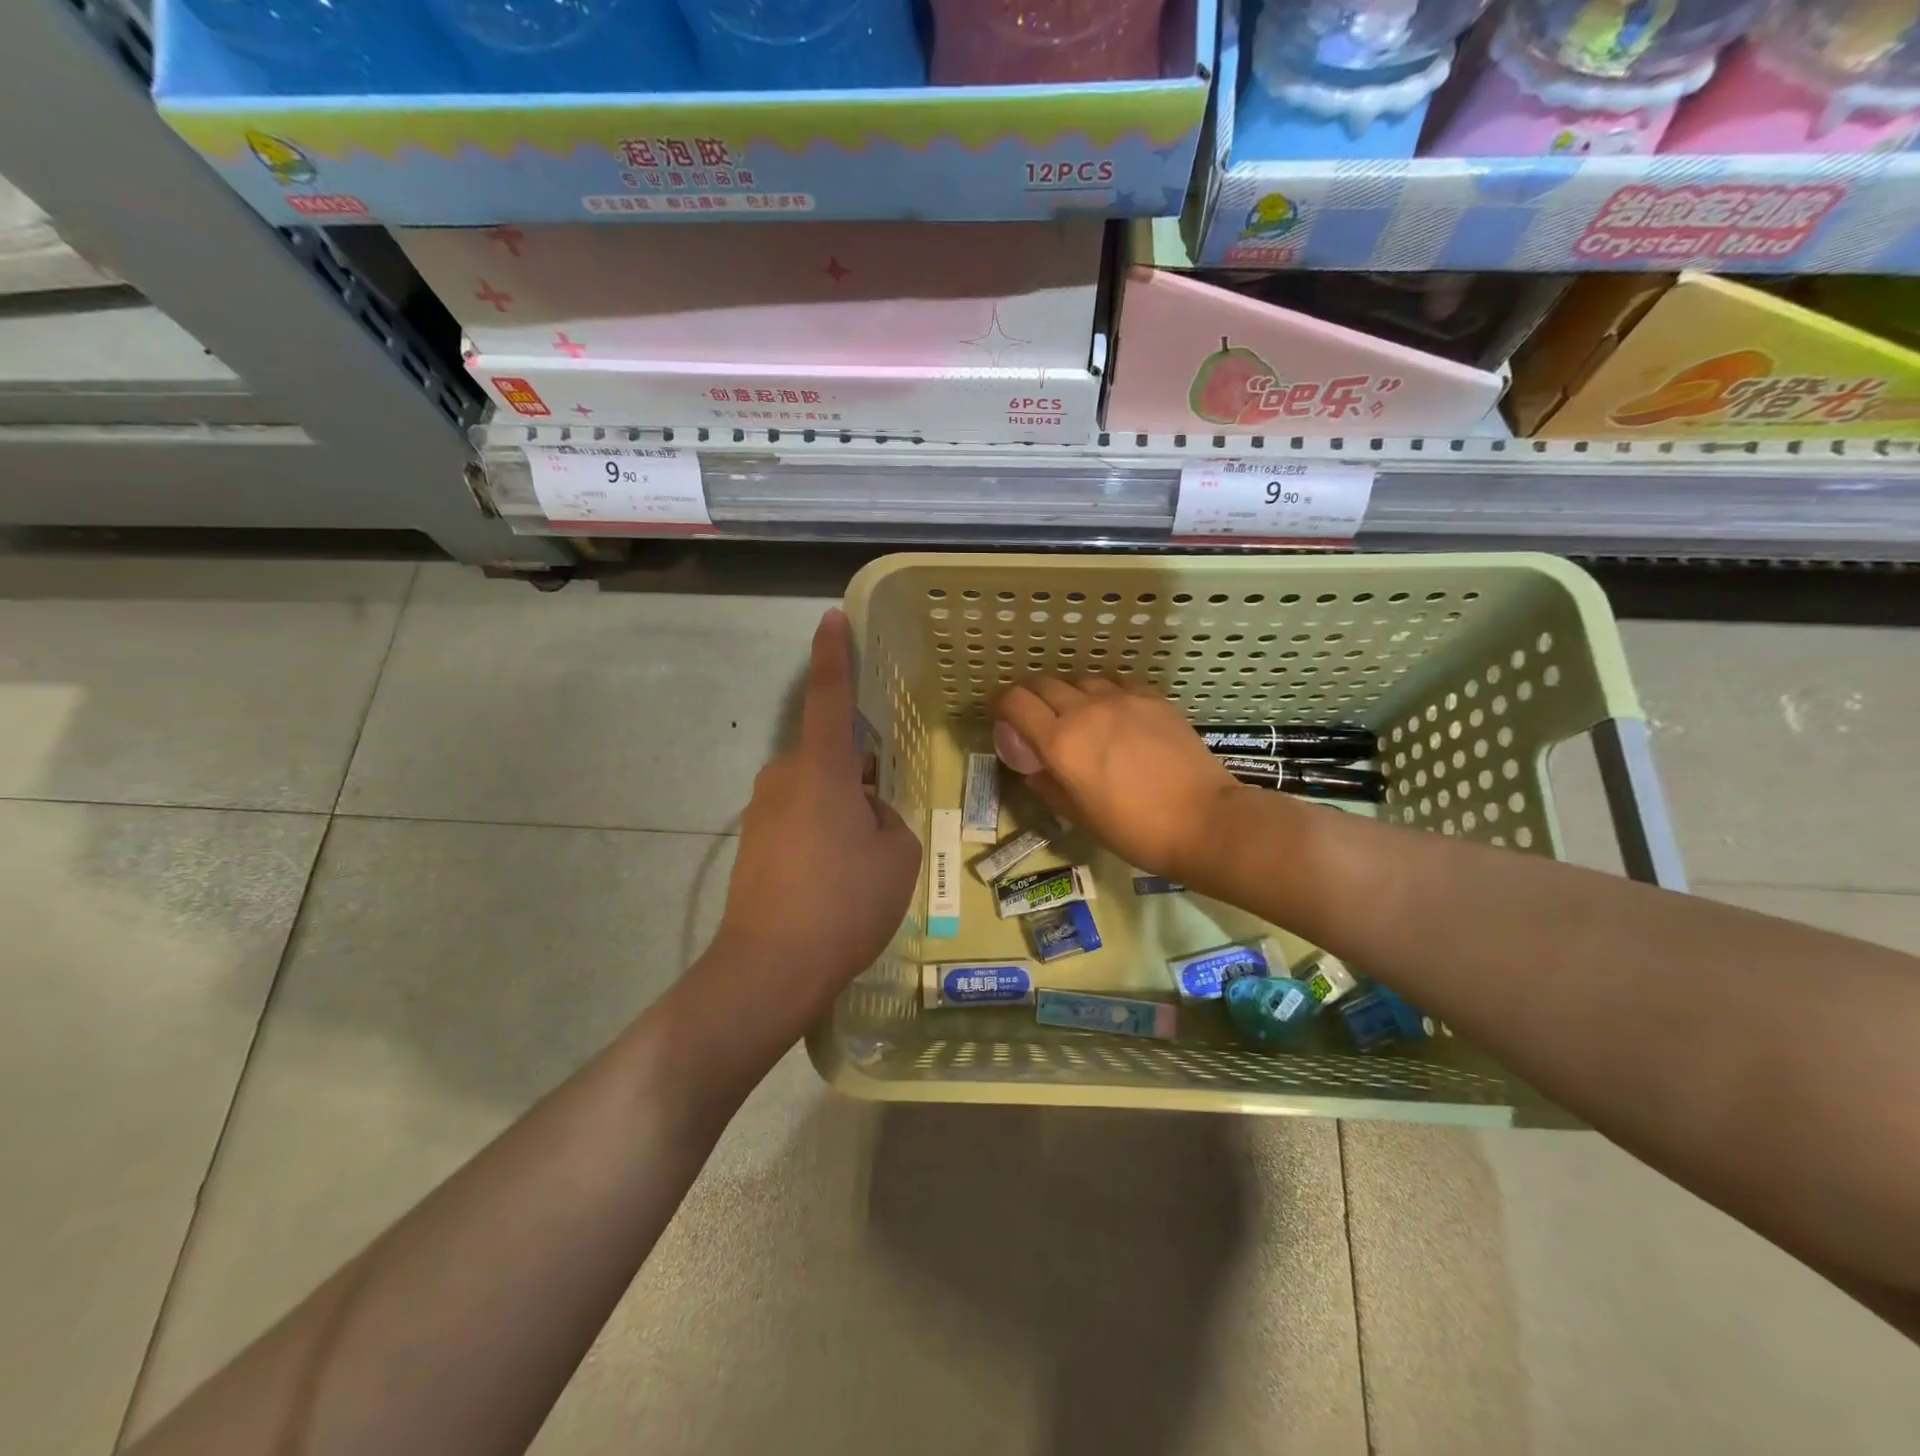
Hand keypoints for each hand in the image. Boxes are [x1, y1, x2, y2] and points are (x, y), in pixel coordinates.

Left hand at [708, 609, 921, 1036]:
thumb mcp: (896, 854)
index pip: (828, 695)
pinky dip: (823, 833)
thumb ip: (887, 815)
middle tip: (885, 820)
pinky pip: (799, 819)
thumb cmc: (844, 902)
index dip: (833, 653)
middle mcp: (784, 777)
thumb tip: (865, 810)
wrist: (770, 968)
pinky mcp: (753, 842)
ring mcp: (762, 810)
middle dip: (860, 775)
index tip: (832, 618)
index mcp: (820, 767)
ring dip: (843, 809)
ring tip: (864, 861)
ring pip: (817, 791)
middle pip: (829, 755)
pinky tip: (837, 879)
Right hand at [992, 677, 1241, 882]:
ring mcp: (1121, 699)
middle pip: (1043, 683)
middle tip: (1032, 715)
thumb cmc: (1133, 830)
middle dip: (1029, 695)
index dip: (1000, 704)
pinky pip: (1115, 683)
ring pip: (1080, 679)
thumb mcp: (1078, 817)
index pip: (1015, 702)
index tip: (1000, 715)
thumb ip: (1047, 784)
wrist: (1202, 820)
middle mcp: (1085, 710)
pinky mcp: (1151, 697)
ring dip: (1067, 692)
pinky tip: (1111, 711)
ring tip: (1074, 712)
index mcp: (1061, 742)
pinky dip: (1102, 693)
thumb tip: (1034, 767)